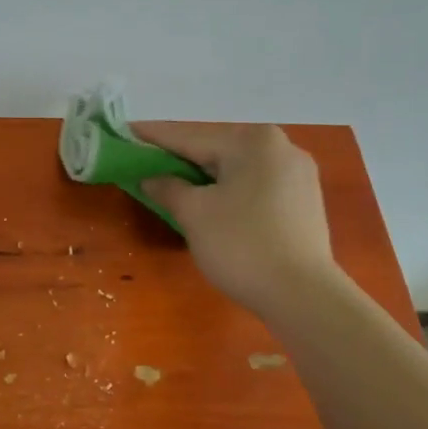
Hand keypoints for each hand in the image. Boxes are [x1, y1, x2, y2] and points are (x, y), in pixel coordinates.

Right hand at [136, 123, 336, 318]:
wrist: (302, 295)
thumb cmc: (242, 245)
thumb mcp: (193, 214)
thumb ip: (167, 187)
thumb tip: (151, 177)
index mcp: (251, 141)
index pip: (188, 136)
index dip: (152, 137)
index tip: (124, 133)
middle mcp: (280, 146)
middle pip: (215, 148)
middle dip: (179, 158)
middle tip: (144, 162)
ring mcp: (297, 173)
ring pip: (236, 168)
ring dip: (204, 175)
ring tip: (173, 182)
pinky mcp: (304, 200)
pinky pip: (255, 185)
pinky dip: (229, 189)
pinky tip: (212, 201)